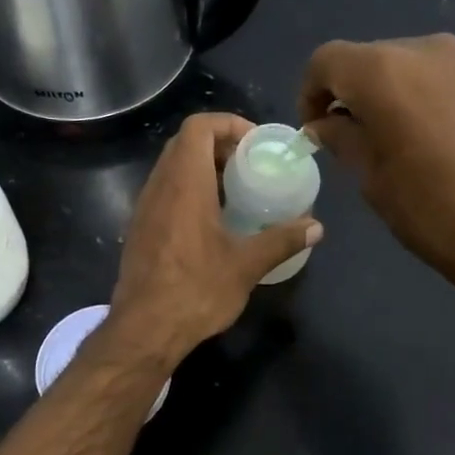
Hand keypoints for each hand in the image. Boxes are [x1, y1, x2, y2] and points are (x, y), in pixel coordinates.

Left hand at [104, 113, 321, 365]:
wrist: (144, 330)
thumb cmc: (196, 291)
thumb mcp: (246, 265)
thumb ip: (282, 240)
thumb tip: (316, 227)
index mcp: (184, 183)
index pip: (198, 126)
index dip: (228, 123)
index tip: (255, 144)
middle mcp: (159, 187)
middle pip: (185, 144)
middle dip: (219, 146)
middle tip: (250, 167)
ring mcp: (144, 209)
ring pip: (172, 169)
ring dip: (202, 170)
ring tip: (235, 193)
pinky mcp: (138, 230)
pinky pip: (164, 193)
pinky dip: (188, 192)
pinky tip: (211, 223)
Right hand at [298, 34, 454, 292]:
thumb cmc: (432, 211)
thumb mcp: (372, 179)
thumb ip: (342, 139)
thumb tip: (324, 123)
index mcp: (384, 72)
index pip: (327, 61)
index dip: (310, 92)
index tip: (314, 128)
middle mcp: (425, 49)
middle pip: (369, 59)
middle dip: (351, 93)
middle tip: (350, 138)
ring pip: (408, 65)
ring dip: (390, 94)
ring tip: (394, 139)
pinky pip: (442, 76)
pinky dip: (424, 96)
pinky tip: (433, 138)